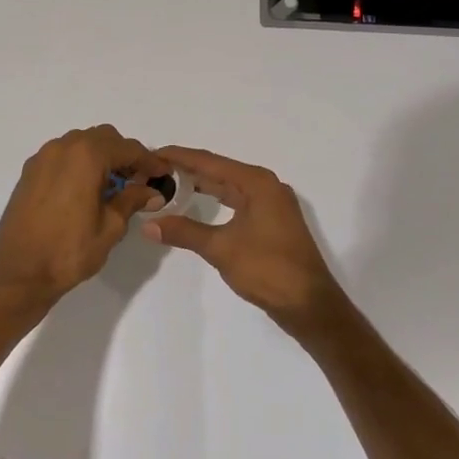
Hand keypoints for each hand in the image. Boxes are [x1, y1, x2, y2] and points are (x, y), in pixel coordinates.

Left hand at [0, 126, 169, 304]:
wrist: (18, 273)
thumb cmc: (69, 251)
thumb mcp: (111, 227)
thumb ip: (132, 200)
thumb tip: (151, 191)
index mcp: (86, 156)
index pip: (126, 148)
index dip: (148, 160)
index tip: (163, 173)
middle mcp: (63, 147)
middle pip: (103, 138)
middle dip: (124, 155)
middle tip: (139, 180)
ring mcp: (42, 158)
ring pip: (80, 144)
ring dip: (100, 157)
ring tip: (113, 186)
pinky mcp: (29, 172)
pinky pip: (62, 156)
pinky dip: (79, 164)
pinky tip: (86, 190)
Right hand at [143, 146, 345, 337]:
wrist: (310, 305)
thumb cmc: (267, 269)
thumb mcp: (221, 248)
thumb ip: (184, 232)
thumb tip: (148, 224)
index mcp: (256, 183)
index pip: (209, 162)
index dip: (179, 156)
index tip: (152, 154)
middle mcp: (266, 185)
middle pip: (219, 170)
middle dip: (187, 169)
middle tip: (155, 170)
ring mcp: (272, 204)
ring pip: (229, 186)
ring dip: (202, 184)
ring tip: (171, 183)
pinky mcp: (272, 221)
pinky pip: (238, 200)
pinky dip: (217, 200)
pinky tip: (201, 204)